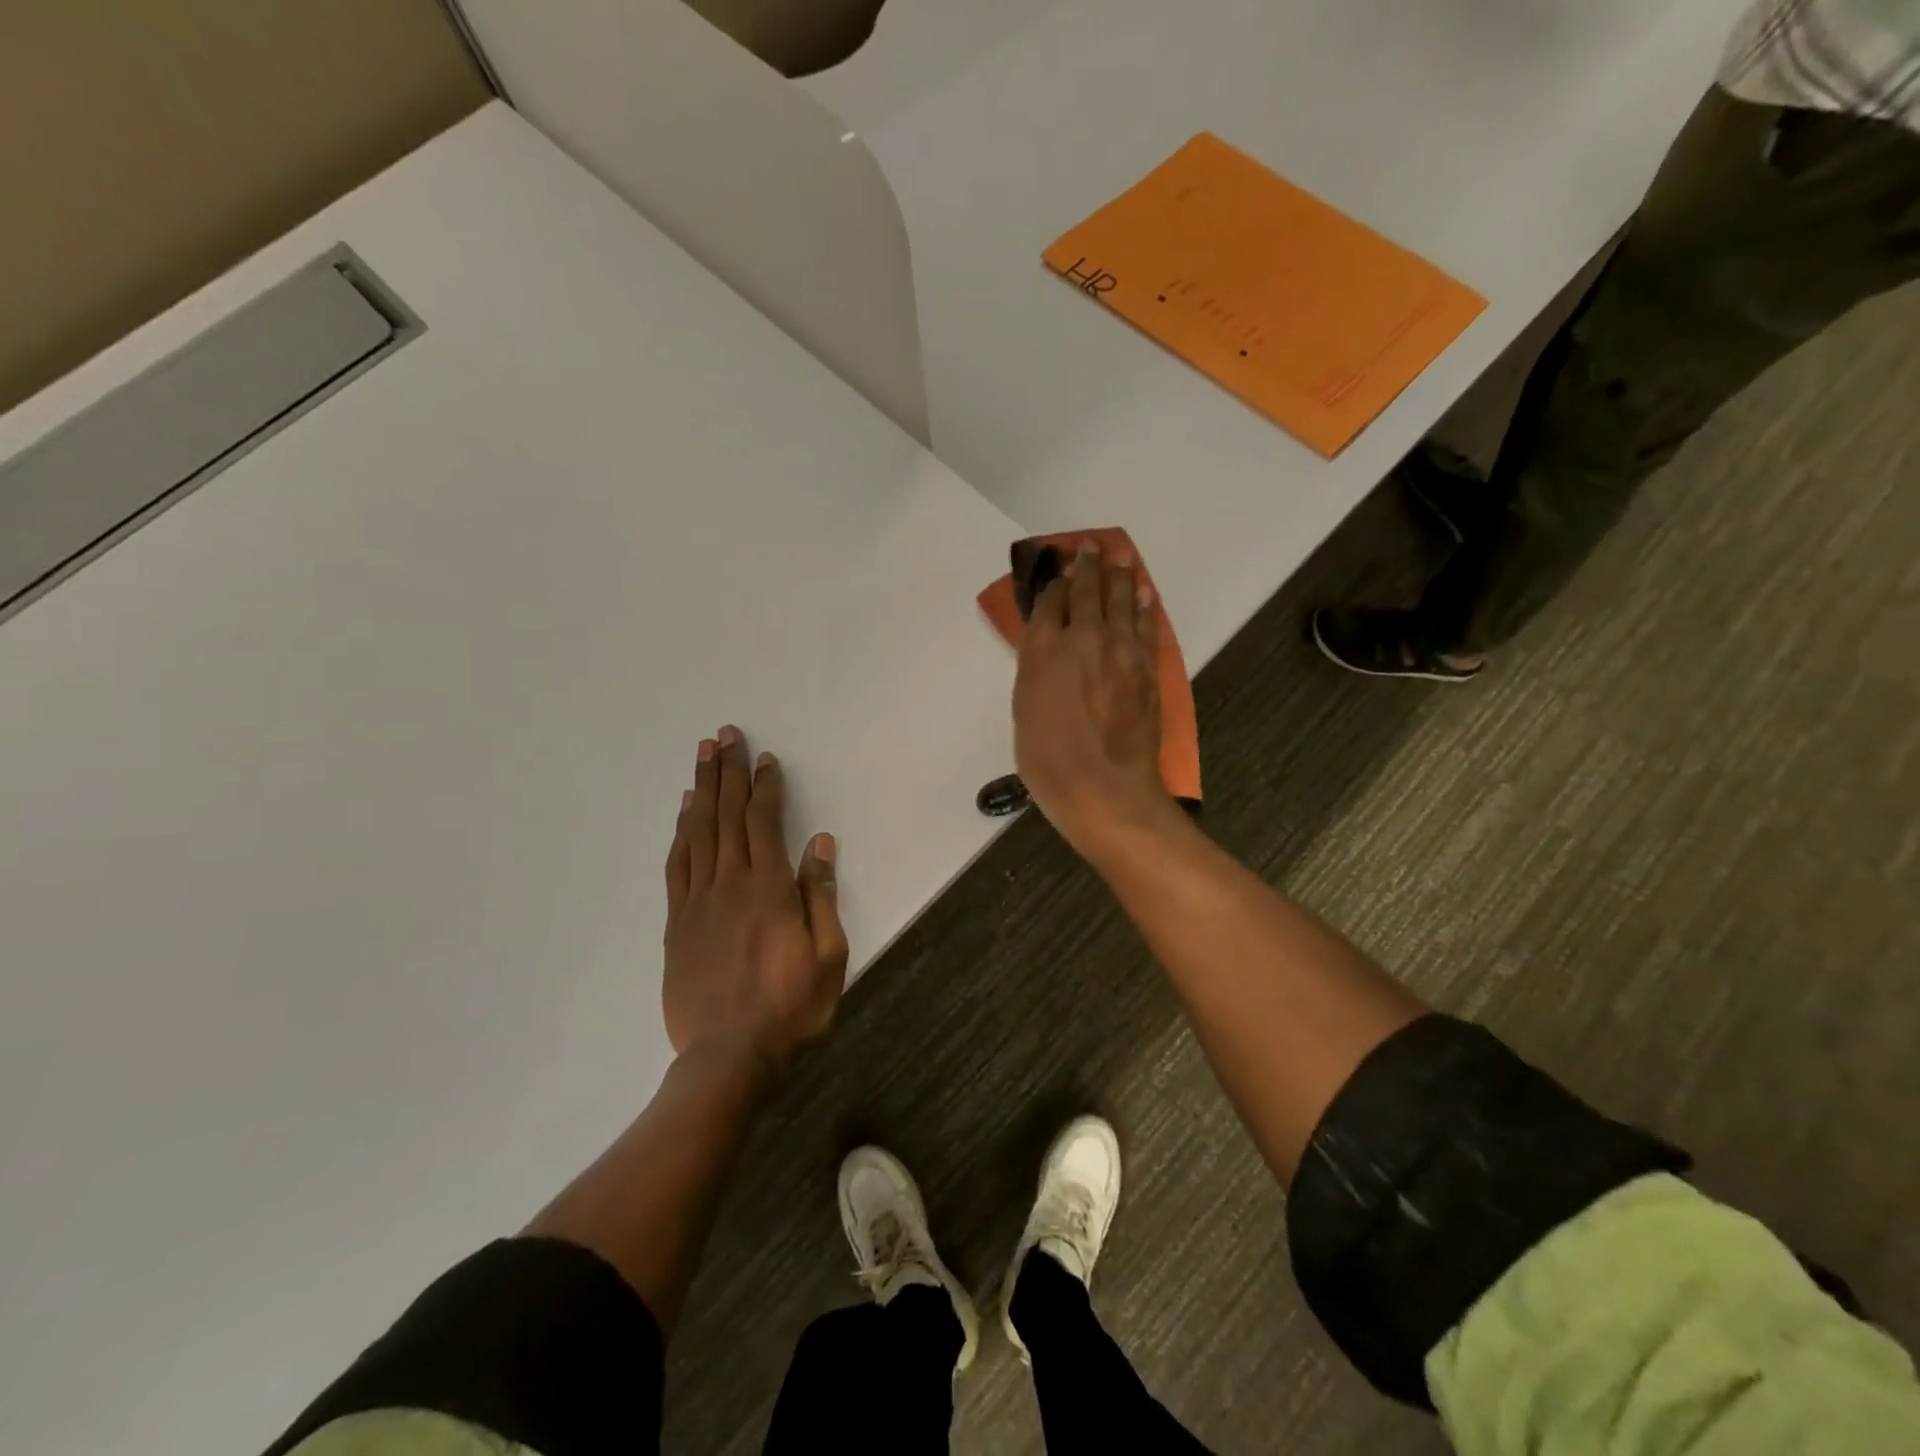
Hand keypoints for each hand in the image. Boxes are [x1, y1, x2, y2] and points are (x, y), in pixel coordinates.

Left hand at [663, 725, 848, 1071]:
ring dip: (701, 790)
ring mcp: (698, 902)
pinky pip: (677, 865)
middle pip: (727, 816)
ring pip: (698, 832)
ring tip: (702, 757)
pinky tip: (684, 812)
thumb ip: (821, 895)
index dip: (766, 787)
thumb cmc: (790, 1007)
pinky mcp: (677, 922)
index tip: (766, 760)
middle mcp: (730, 884)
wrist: (728, 1057)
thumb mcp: (828, 955)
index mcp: (769, 889)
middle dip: (729, 772)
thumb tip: (820, 843)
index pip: (765, 822)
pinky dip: (680, 833)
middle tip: (725, 736)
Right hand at [1013, 543, 1179, 860]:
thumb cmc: (1049, 760)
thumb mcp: (1025, 712)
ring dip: (1119, 575)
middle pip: (1087, 591)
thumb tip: (1047, 647)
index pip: (1051, 602)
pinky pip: (1146, 625)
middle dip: (1087, 565)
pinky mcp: (1147, 668)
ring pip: (1121, 600)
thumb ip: (1036, 671)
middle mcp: (1083, 638)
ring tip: (1119, 556)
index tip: (1058, 567)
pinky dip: (1145, 605)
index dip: (1054, 581)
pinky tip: (1144, 592)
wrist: (1104, 789)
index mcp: (1045, 649)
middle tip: (1089, 546)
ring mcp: (1120, 650)